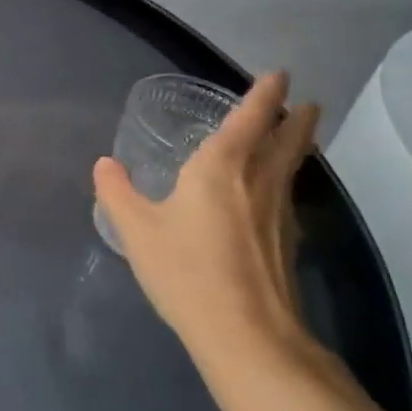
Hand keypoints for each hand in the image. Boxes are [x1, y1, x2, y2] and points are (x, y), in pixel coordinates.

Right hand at [93, 73, 320, 372]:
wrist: (246, 335)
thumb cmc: (187, 270)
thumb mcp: (136, 229)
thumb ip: (116, 192)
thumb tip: (105, 164)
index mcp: (221, 168)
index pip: (250, 119)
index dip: (265, 95)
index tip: (280, 75)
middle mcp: (258, 182)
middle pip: (287, 141)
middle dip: (297, 119)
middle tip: (306, 104)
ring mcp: (279, 215)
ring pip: (292, 168)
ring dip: (297, 147)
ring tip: (296, 139)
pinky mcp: (287, 244)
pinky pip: (288, 196)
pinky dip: (286, 181)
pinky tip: (274, 197)